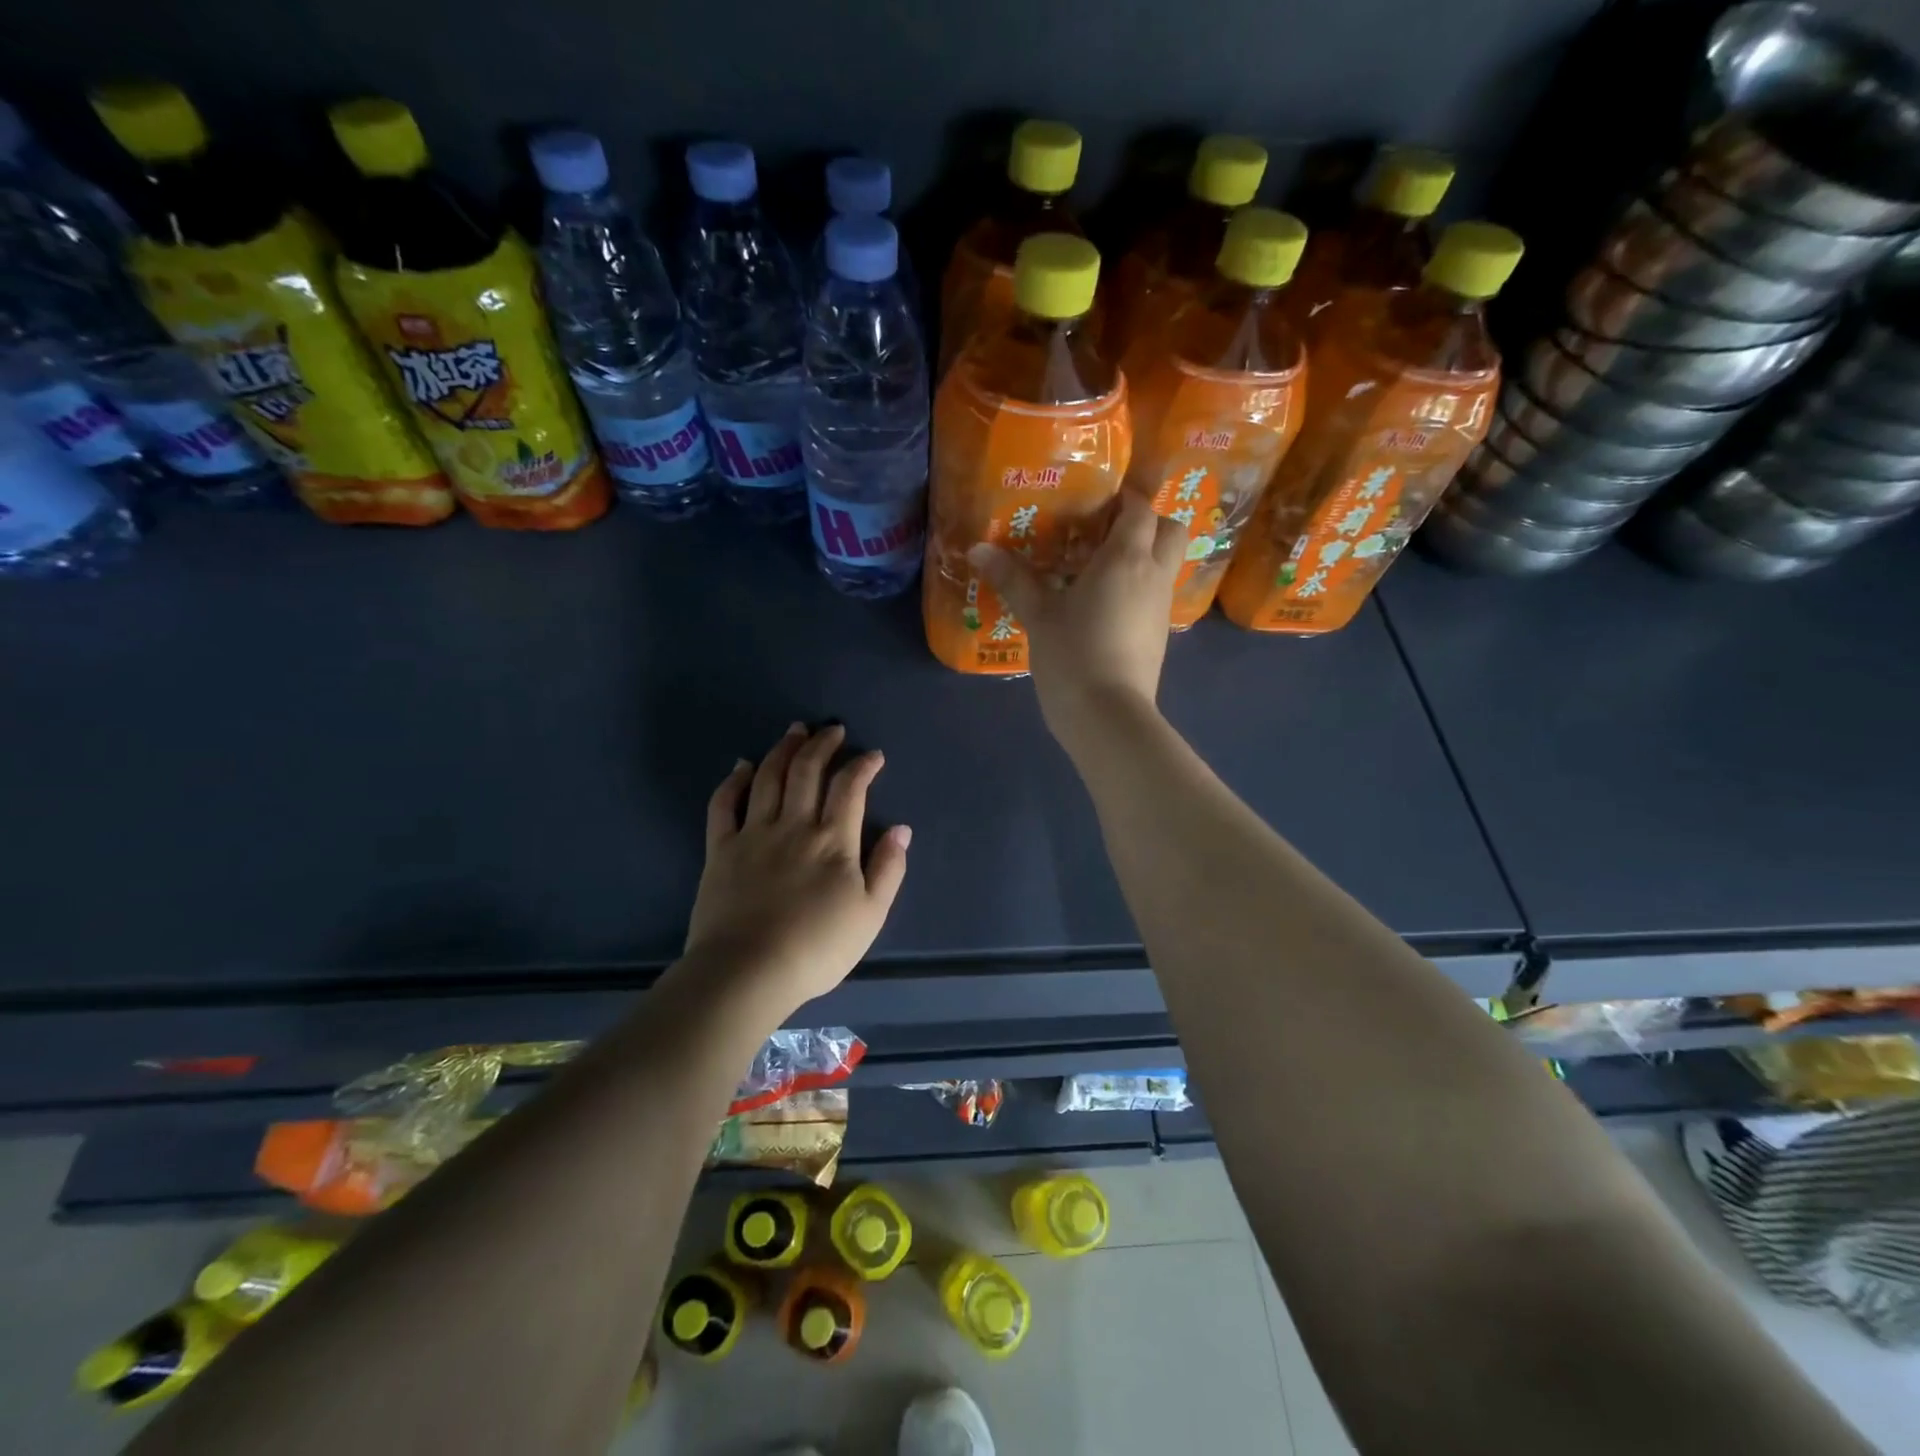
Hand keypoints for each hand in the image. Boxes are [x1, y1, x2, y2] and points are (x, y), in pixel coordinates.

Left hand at [684, 724, 910, 1016]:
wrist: (748, 971)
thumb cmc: (817, 948)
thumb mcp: (870, 915)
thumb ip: (888, 868)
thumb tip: (901, 829)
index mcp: (833, 840)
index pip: (850, 788)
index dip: (863, 765)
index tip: (873, 755)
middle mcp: (794, 825)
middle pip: (807, 771)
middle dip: (822, 744)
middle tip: (831, 729)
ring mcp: (754, 833)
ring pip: (769, 777)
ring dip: (783, 749)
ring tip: (794, 731)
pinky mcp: (722, 849)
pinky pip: (725, 804)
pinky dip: (734, 781)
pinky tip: (743, 766)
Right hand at [970, 490, 1184, 746]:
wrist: (1108, 717)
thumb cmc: (1073, 655)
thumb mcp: (1038, 615)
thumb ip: (1012, 578)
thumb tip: (978, 549)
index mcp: (1126, 558)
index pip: (1140, 509)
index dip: (1122, 498)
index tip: (1094, 501)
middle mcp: (1153, 575)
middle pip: (1170, 529)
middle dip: (1147, 522)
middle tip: (1106, 531)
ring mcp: (1160, 607)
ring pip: (1165, 564)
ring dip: (1142, 556)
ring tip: (1098, 567)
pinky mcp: (1159, 635)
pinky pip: (1155, 594)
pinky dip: (1138, 587)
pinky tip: (1104, 605)